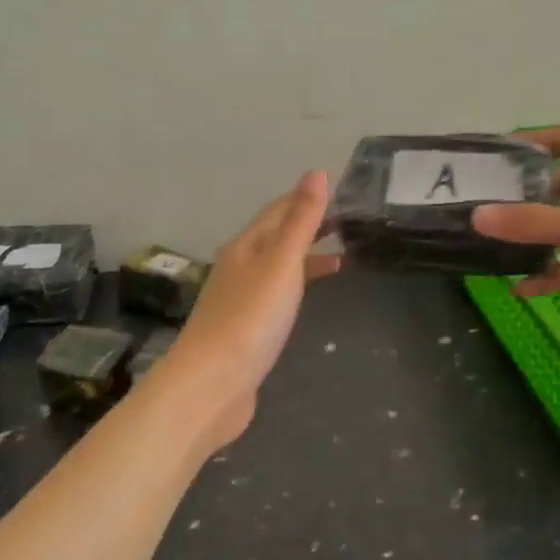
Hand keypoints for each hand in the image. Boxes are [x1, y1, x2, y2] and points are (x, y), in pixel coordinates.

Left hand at [162, 170, 340, 446]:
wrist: (211, 386)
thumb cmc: (249, 320)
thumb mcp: (280, 264)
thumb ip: (300, 222)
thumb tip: (316, 172)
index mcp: (245, 247)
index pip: (278, 212)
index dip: (307, 199)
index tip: (341, 192)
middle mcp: (238, 269)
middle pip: (276, 238)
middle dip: (309, 228)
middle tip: (349, 223)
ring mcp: (239, 302)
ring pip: (276, 269)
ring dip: (305, 259)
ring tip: (342, 260)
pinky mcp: (244, 332)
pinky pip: (275, 298)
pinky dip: (296, 289)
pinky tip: (307, 303)